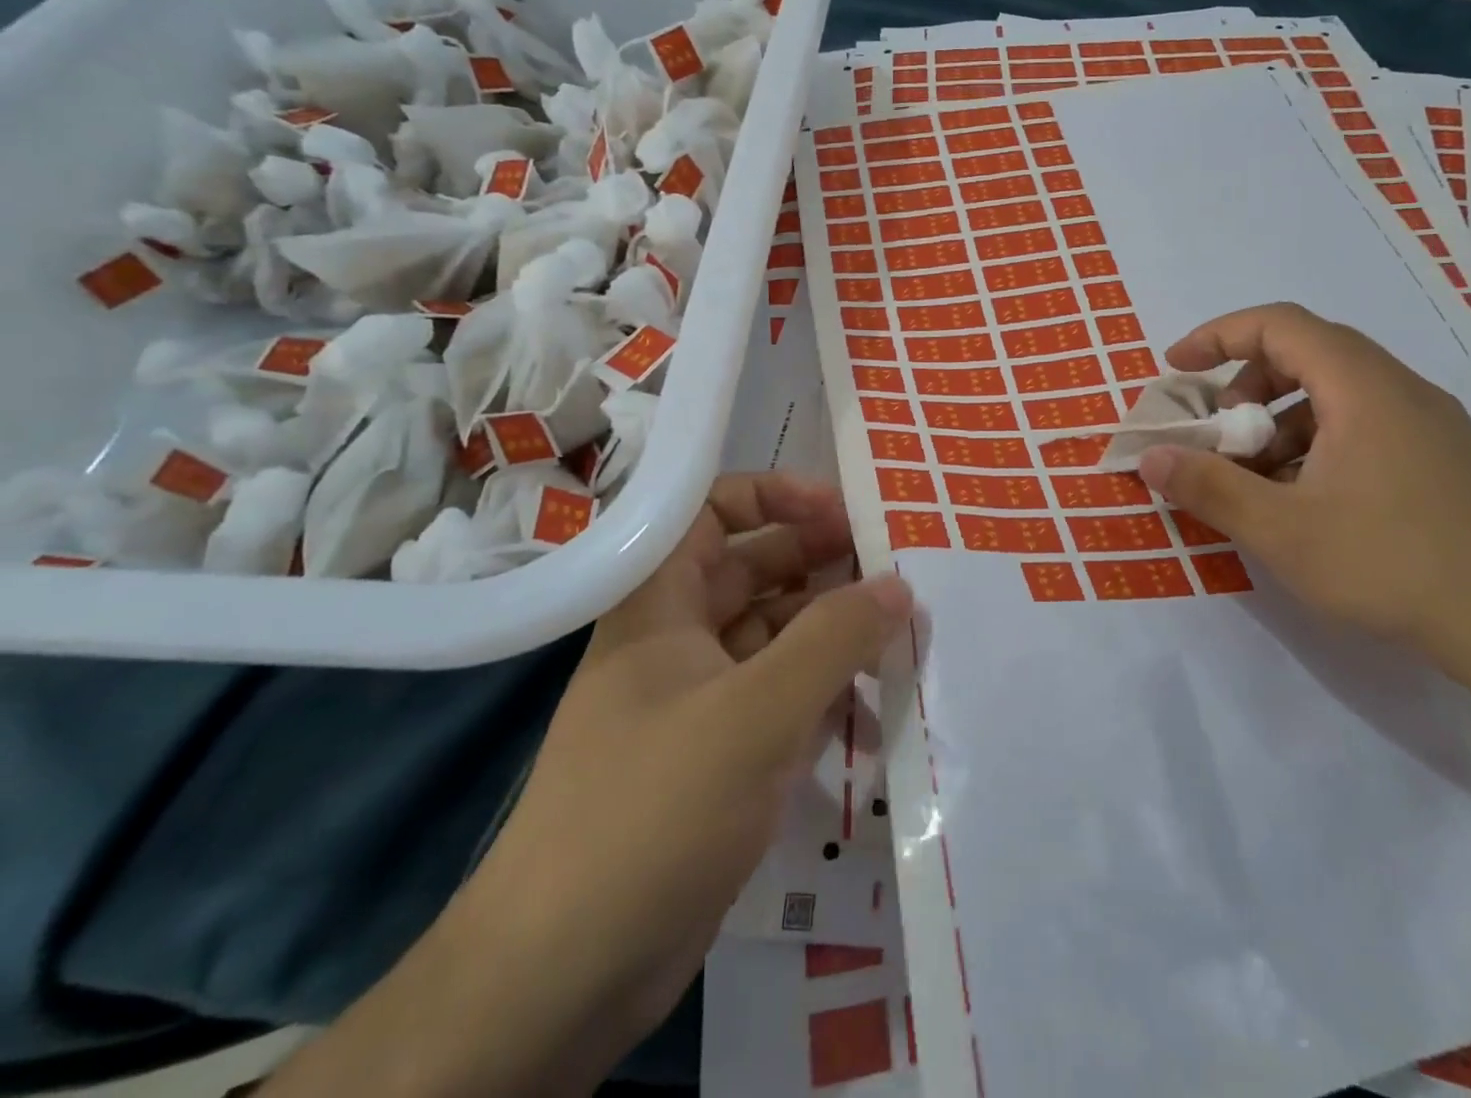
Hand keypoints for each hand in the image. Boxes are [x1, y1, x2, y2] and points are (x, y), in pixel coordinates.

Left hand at [457, 472, 910, 1049]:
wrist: (564, 976)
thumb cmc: (653, 811)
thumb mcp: (755, 713)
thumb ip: (835, 640)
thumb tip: (898, 584)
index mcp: (660, 602)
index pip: (713, 511)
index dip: (776, 497)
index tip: (843, 511)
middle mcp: (679, 638)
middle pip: (757, 570)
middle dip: (823, 563)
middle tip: (894, 569)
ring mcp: (701, 699)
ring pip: (778, 637)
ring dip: (835, 631)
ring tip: (904, 632)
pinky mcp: (722, 755)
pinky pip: (784, 697)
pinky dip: (828, 692)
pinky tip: (878, 705)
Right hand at [1137, 303, 1470, 672]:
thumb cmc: (1395, 565)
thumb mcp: (1282, 531)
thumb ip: (1209, 487)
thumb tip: (1150, 457)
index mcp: (1363, 388)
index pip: (1280, 325)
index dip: (1218, 336)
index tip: (1177, 369)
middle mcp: (1402, 391)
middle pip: (1310, 355)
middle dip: (1248, 385)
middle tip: (1220, 433)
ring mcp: (1435, 428)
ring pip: (1341, 396)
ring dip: (1284, 422)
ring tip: (1261, 481)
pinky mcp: (1451, 464)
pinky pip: (1369, 428)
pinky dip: (1322, 446)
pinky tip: (1313, 505)